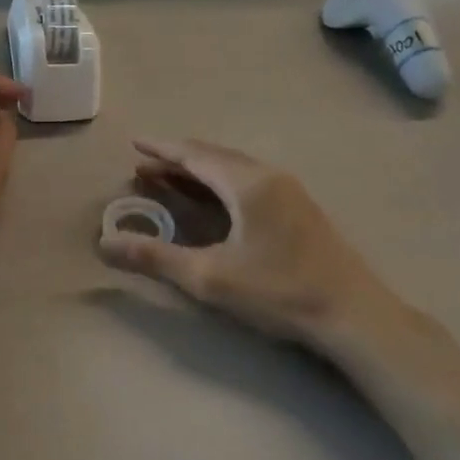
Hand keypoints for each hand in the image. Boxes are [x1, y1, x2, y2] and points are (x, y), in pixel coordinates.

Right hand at [97, 138, 416, 359]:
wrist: (354, 315)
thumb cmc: (279, 291)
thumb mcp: (209, 277)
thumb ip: (156, 257)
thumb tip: (105, 244)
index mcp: (247, 183)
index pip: (194, 155)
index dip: (161, 149)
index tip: (134, 144)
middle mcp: (268, 176)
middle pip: (214, 157)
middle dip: (177, 160)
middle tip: (144, 167)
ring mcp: (288, 191)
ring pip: (233, 169)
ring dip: (199, 172)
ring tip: (169, 180)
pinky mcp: (299, 210)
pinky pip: (248, 182)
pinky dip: (220, 184)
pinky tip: (213, 201)